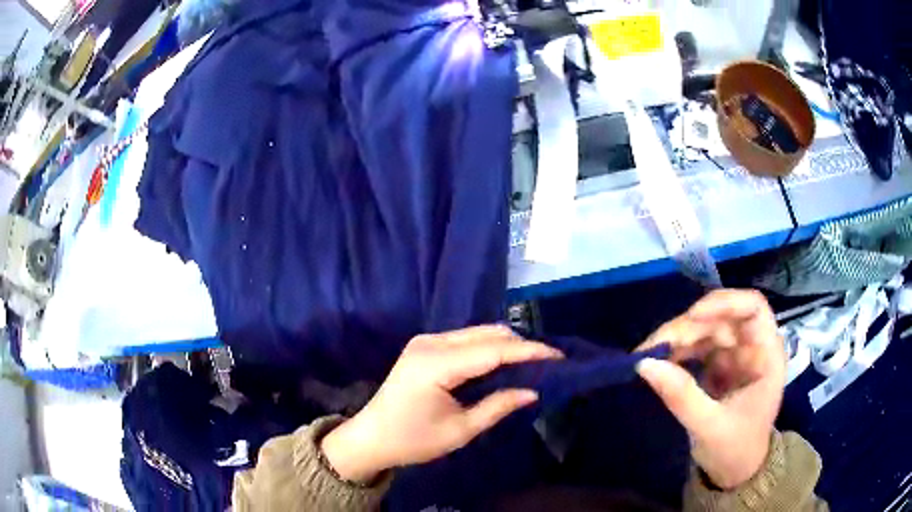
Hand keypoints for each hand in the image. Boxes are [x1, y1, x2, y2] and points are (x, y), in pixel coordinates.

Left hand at [320, 325, 562, 482]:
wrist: (371, 437)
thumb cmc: (413, 440)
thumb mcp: (460, 430)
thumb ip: (497, 406)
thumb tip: (533, 391)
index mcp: (436, 364)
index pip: (493, 350)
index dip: (528, 351)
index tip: (558, 354)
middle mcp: (430, 342)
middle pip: (486, 333)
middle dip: (520, 344)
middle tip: (547, 361)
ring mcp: (425, 341)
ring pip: (477, 333)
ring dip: (505, 344)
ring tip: (531, 361)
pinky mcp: (424, 346)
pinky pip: (465, 339)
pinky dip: (488, 347)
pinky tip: (503, 361)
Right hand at [636, 289, 785, 489]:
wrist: (736, 472)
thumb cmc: (735, 450)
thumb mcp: (709, 428)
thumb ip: (682, 396)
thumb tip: (644, 364)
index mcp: (766, 355)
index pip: (752, 308)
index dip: (724, 303)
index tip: (692, 317)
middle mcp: (752, 346)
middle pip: (721, 317)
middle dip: (687, 327)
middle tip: (652, 347)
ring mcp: (734, 354)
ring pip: (705, 328)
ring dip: (677, 337)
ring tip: (648, 354)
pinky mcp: (718, 364)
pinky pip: (696, 346)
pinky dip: (676, 350)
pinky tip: (658, 360)